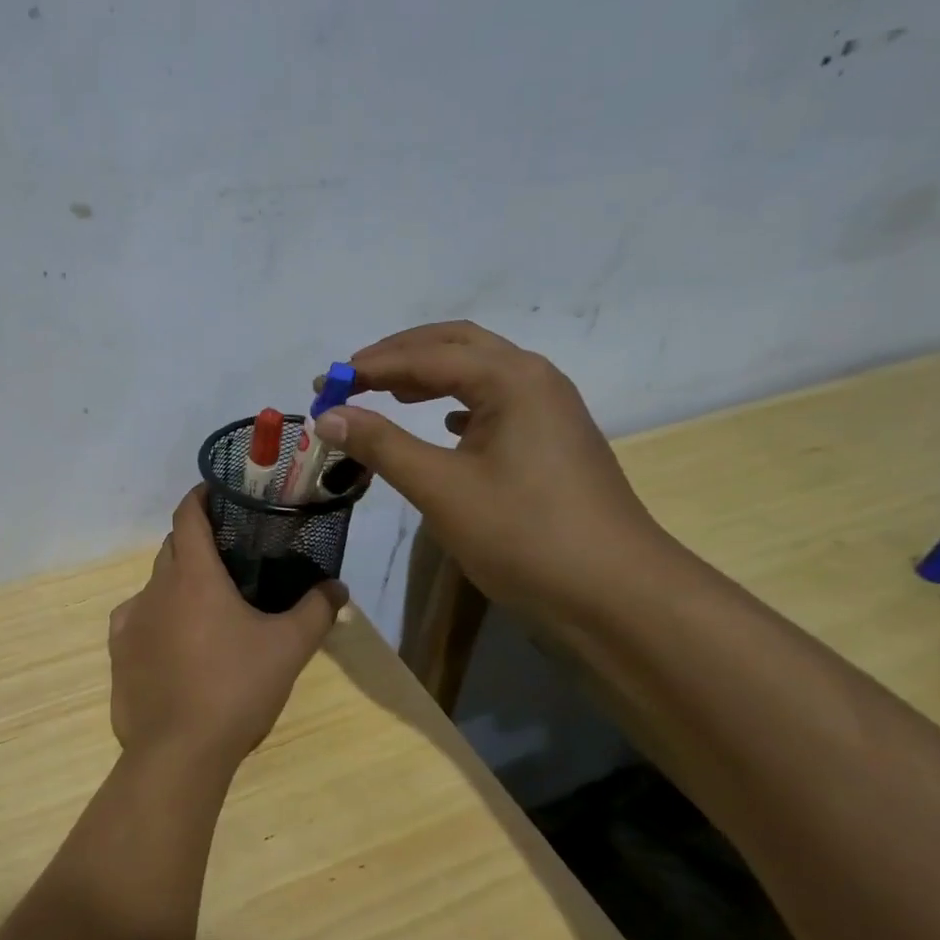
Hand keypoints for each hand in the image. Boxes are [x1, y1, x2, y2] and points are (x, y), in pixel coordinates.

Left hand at [108, 487, 346, 776]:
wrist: (178, 752)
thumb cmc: (236, 688)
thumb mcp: (288, 648)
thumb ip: (316, 610)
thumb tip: (337, 587)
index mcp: (193, 575)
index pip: (188, 515)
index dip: (201, 497)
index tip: (219, 494)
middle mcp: (155, 587)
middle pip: (172, 547)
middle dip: (196, 542)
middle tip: (230, 557)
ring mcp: (130, 619)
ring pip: (156, 585)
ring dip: (179, 585)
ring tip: (208, 609)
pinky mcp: (118, 652)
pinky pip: (138, 619)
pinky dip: (158, 618)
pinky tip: (178, 645)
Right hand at [311, 320, 668, 620]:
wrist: (616, 593)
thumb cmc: (525, 534)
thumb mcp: (441, 488)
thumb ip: (381, 445)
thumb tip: (327, 416)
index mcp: (512, 379)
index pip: (425, 356)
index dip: (368, 368)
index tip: (322, 386)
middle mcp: (534, 379)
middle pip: (456, 346)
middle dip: (398, 356)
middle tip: (350, 380)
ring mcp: (549, 410)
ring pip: (478, 372)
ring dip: (427, 376)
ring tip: (385, 395)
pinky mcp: (551, 441)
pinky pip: (494, 402)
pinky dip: (456, 403)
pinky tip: (441, 426)